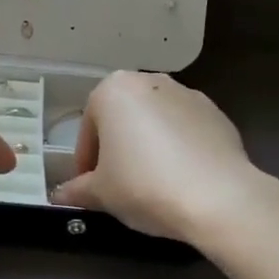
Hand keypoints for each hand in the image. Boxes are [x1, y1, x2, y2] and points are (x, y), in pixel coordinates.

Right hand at [53, 71, 267, 242]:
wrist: (218, 197)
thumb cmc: (144, 185)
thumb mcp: (101, 193)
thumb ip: (77, 190)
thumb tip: (59, 196)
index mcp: (113, 90)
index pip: (89, 129)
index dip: (86, 161)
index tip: (90, 187)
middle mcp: (150, 81)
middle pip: (123, 118)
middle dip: (118, 148)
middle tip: (119, 184)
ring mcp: (188, 94)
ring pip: (156, 122)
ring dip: (149, 146)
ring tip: (153, 184)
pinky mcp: (218, 114)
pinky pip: (187, 131)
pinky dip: (180, 149)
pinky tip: (182, 180)